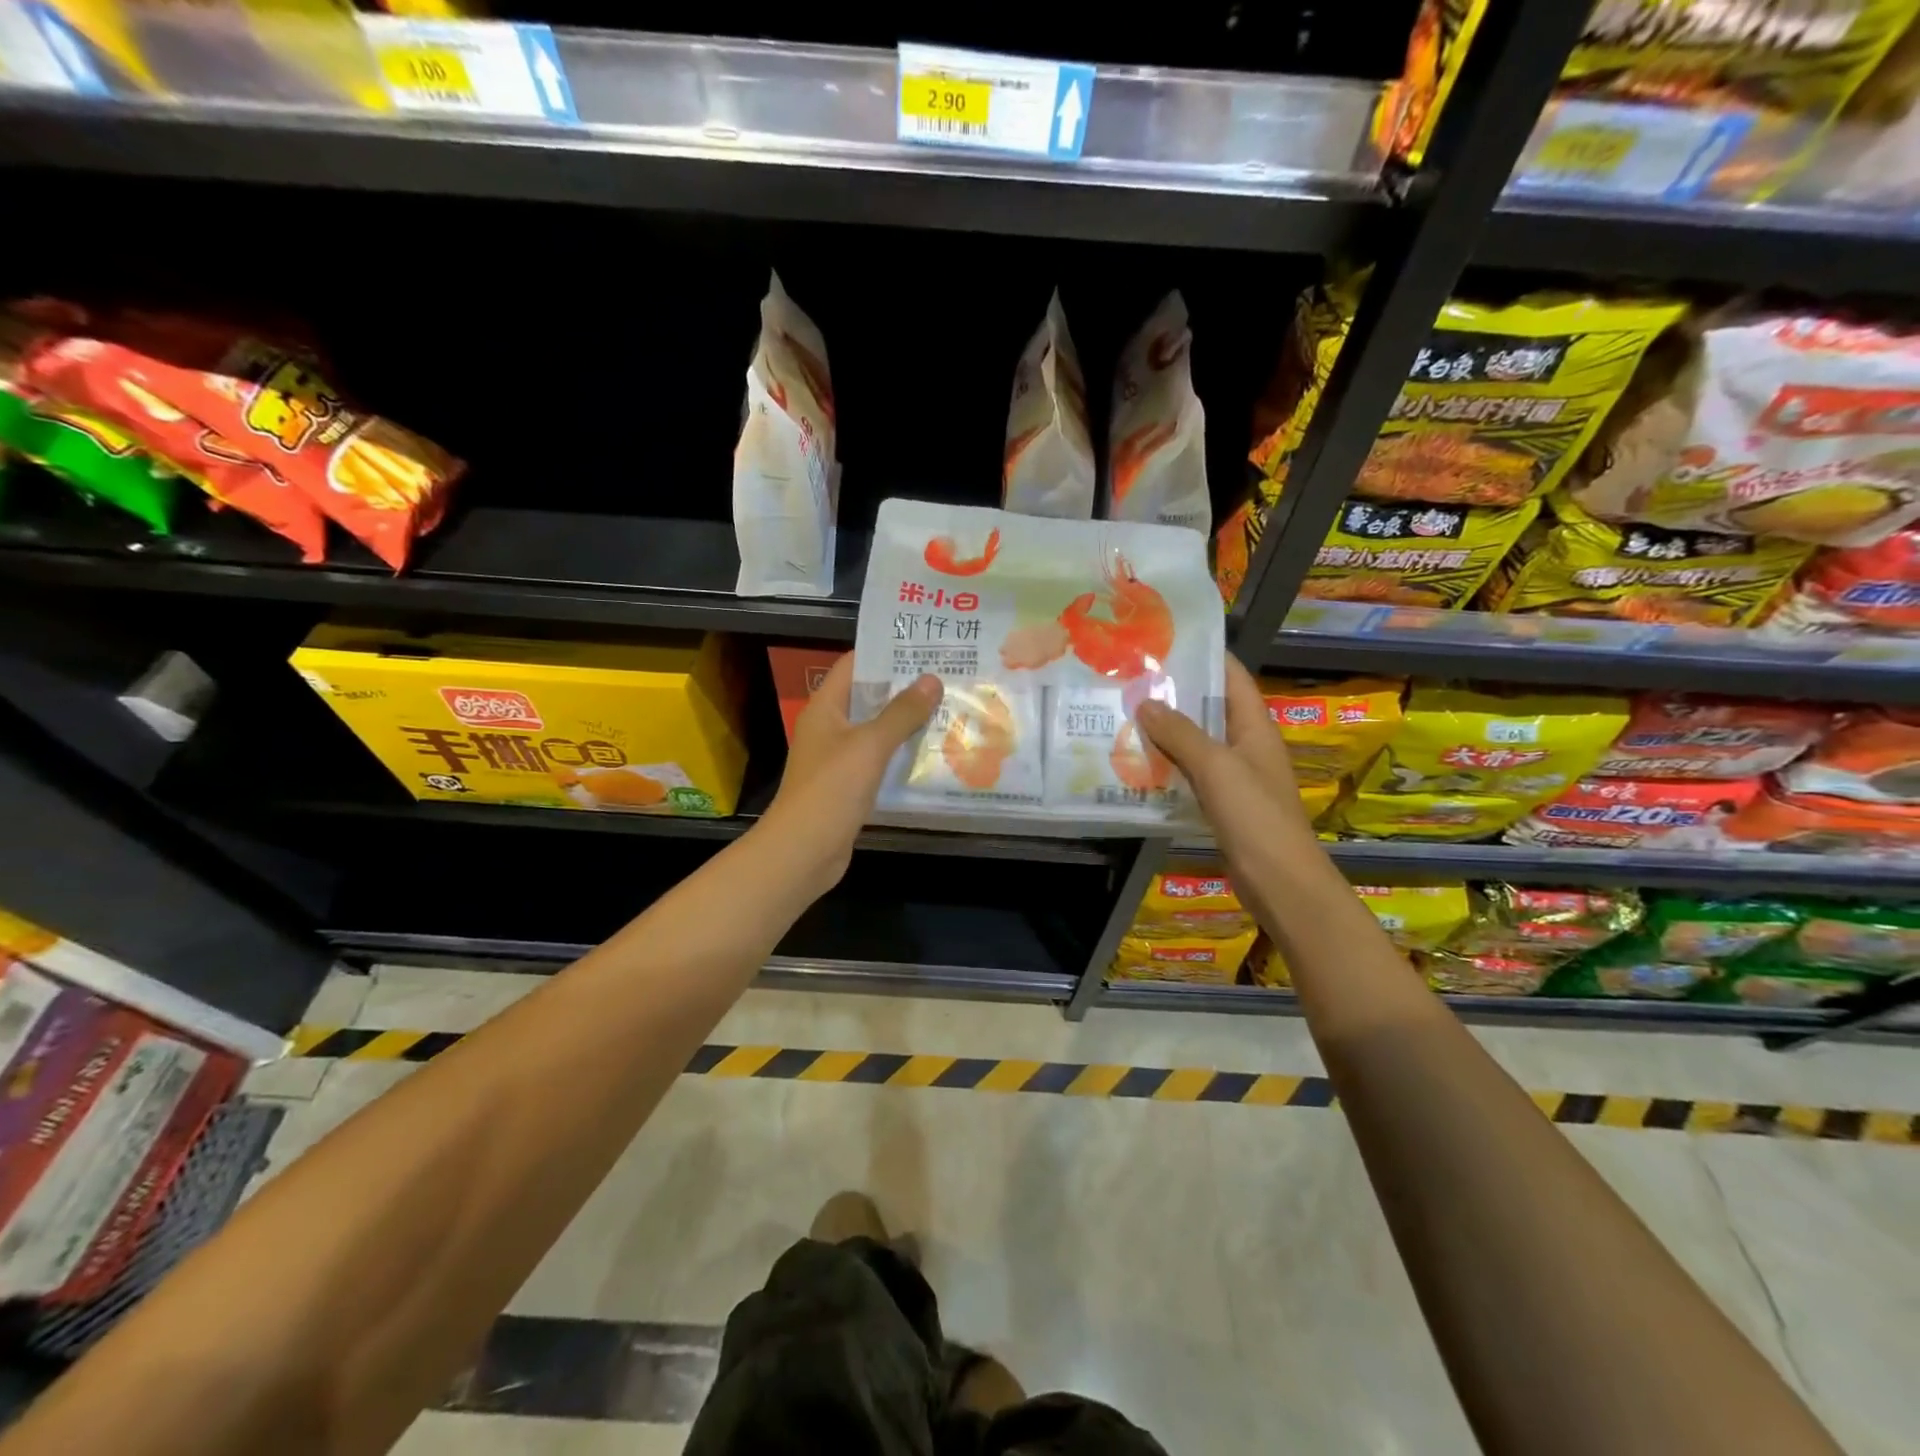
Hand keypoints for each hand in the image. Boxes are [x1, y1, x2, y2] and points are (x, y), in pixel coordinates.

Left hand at [759, 654, 941, 895]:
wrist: (804, 850)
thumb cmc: (832, 789)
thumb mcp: (870, 745)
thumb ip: (902, 712)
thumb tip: (932, 679)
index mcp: (825, 708)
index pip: (854, 665)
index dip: (885, 652)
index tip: (924, 647)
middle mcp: (829, 728)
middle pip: (868, 697)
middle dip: (904, 688)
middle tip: (947, 677)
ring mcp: (838, 758)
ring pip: (876, 730)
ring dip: (907, 722)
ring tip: (949, 708)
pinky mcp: (849, 786)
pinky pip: (879, 760)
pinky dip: (901, 754)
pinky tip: (933, 752)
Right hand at [1136, 657, 1315, 864]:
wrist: (1279, 881)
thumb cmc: (1254, 816)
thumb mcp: (1216, 767)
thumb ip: (1180, 733)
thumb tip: (1145, 701)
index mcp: (1255, 727)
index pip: (1232, 676)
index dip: (1205, 655)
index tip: (1164, 642)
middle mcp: (1247, 745)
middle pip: (1210, 708)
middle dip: (1175, 693)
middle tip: (1130, 680)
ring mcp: (1236, 776)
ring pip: (1197, 742)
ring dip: (1166, 731)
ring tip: (1124, 714)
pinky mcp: (1223, 804)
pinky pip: (1191, 774)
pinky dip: (1168, 765)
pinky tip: (1137, 763)